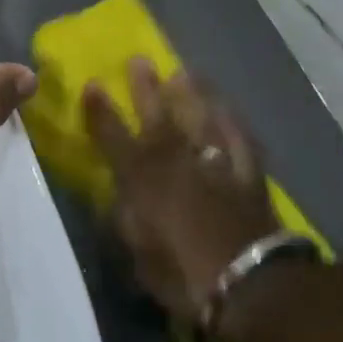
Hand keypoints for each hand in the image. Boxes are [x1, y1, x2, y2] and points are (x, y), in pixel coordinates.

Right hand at [83, 63, 280, 326]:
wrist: (250, 282)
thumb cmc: (184, 275)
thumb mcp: (139, 256)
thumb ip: (127, 220)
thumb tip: (121, 198)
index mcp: (143, 179)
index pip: (114, 137)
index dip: (100, 111)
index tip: (92, 84)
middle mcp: (177, 161)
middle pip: (158, 117)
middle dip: (146, 88)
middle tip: (139, 60)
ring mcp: (215, 163)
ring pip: (201, 119)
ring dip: (192, 94)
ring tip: (184, 72)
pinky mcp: (249, 174)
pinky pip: (240, 140)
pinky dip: (233, 123)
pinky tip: (228, 109)